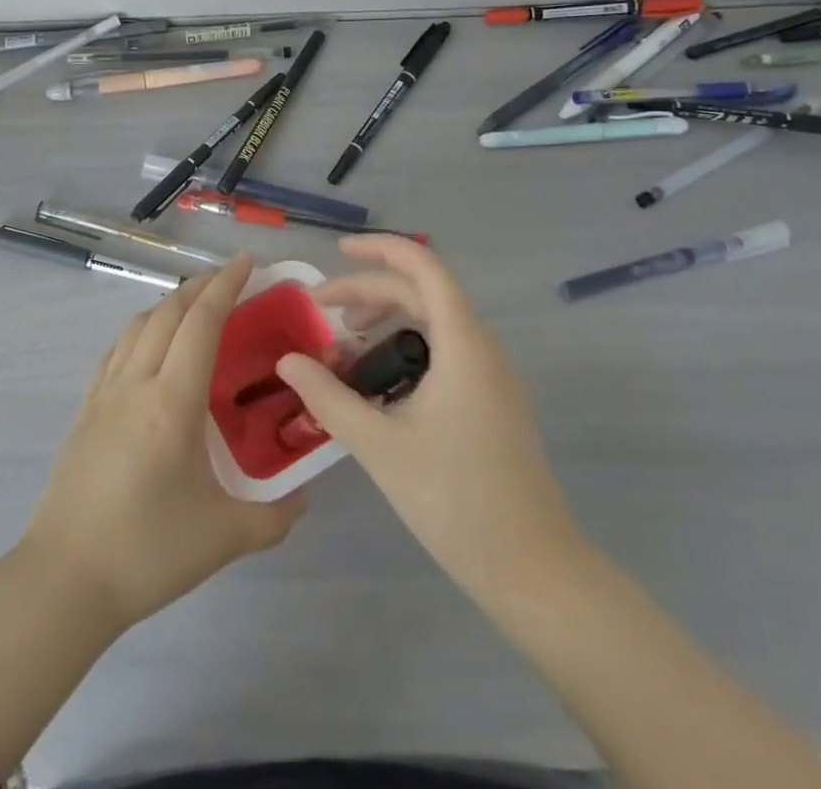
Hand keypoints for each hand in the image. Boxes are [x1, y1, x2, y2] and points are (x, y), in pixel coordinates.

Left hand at [22, 256, 304, 634]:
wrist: (64, 579)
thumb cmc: (147, 551)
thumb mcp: (224, 537)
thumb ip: (273, 517)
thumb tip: (302, 499)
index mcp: (172, 400)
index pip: (202, 322)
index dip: (225, 285)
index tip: (246, 261)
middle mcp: (136, 382)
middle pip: (168, 312)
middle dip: (201, 285)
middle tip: (230, 277)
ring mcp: (104, 393)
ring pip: (138, 325)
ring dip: (169, 304)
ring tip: (195, 306)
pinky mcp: (85, 409)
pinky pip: (117, 350)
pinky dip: (141, 329)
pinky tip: (150, 345)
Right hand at [275, 236, 582, 605]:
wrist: (534, 571)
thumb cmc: (456, 501)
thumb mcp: (380, 446)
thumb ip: (329, 398)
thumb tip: (287, 361)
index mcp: (463, 345)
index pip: (424, 268)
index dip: (381, 249)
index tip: (338, 252)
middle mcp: (482, 348)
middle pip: (422, 294)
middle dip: (368, 292)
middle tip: (320, 310)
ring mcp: (492, 376)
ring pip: (434, 323)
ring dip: (387, 320)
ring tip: (344, 345)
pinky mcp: (493, 402)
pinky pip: (445, 351)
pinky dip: (406, 348)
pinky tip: (378, 383)